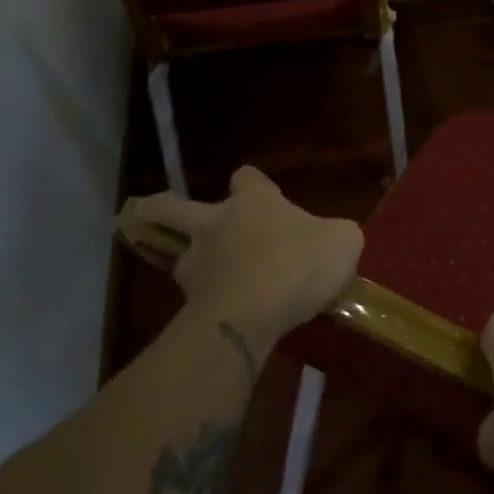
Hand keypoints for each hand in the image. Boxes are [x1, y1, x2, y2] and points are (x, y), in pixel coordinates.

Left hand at [127, 167, 362, 352]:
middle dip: (161, 208)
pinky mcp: (191, 304)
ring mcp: (198, 265)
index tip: (260, 192)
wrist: (251, 315)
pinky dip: (208, 302)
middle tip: (150, 211)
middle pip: (172, 207)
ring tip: (211, 278)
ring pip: (182, 256)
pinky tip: (227, 314)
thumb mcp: (343, 242)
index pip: (247, 177)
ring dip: (193, 263)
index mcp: (253, 203)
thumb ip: (337, 235)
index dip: (254, 183)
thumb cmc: (298, 264)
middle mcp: (216, 225)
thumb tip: (334, 239)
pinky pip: (197, 298)